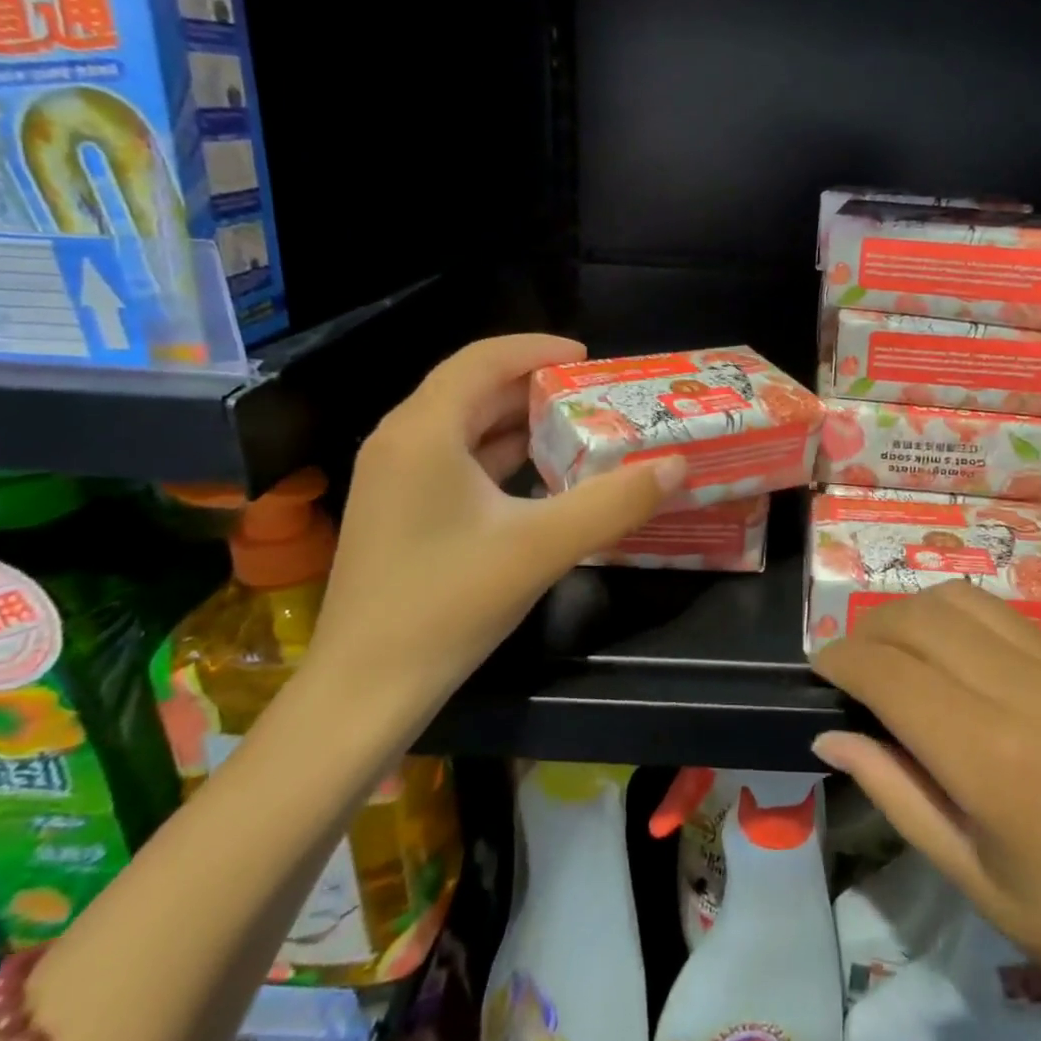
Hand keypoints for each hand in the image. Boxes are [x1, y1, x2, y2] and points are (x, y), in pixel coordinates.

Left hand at [308, 334, 683, 719]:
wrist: (364, 691)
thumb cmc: (447, 605)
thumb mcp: (542, 547)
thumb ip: (614, 502)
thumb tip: (676, 465)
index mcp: (424, 431)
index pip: (482, 359)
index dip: (537, 349)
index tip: (590, 359)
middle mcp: (400, 441)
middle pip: (472, 388)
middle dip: (535, 386)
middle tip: (595, 396)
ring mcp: (392, 477)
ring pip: (462, 425)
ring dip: (518, 422)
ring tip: (577, 429)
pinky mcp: (397, 510)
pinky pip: (453, 459)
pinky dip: (498, 456)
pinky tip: (538, 478)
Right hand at [810, 582, 1040, 1019]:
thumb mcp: (964, 870)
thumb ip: (890, 787)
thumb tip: (830, 729)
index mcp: (991, 756)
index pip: (889, 671)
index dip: (841, 659)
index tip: (820, 670)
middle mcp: (1028, 691)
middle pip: (920, 617)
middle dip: (870, 629)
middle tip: (854, 664)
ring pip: (962, 599)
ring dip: (915, 614)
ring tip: (900, 652)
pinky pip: (1007, 617)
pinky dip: (962, 622)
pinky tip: (957, 660)